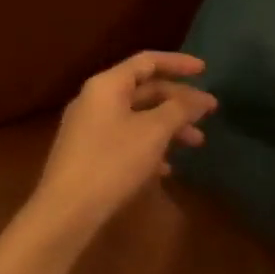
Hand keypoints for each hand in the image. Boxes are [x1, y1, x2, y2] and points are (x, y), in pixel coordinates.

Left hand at [31, 52, 216, 229]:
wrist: (65, 212)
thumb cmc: (112, 162)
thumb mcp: (154, 131)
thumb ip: (180, 109)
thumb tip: (200, 99)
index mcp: (108, 86)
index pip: (148, 61)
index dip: (179, 63)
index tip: (205, 71)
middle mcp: (95, 100)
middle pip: (145, 90)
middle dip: (179, 101)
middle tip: (208, 112)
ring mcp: (89, 128)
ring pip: (138, 117)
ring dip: (169, 126)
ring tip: (196, 143)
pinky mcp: (87, 154)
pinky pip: (126, 139)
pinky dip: (150, 146)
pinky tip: (167, 168)